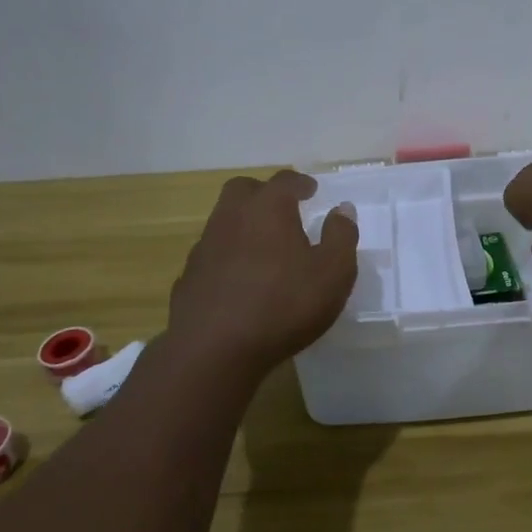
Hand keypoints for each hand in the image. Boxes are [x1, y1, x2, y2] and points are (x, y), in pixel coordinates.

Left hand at [167, 171, 359, 376]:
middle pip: (243, 190)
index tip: (311, 190)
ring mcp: (205, 246)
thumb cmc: (284, 305)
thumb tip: (342, 209)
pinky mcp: (189, 277)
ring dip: (244, 225)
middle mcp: (231, 217)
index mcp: (268, 208)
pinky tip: (240, 281)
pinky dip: (228, 257)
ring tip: (265, 248)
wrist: (214, 350)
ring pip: (224, 221)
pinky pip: (213, 255)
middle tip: (283, 209)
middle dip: (264, 193)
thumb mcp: (333, 272)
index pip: (285, 181)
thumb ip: (341, 236)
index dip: (300, 183)